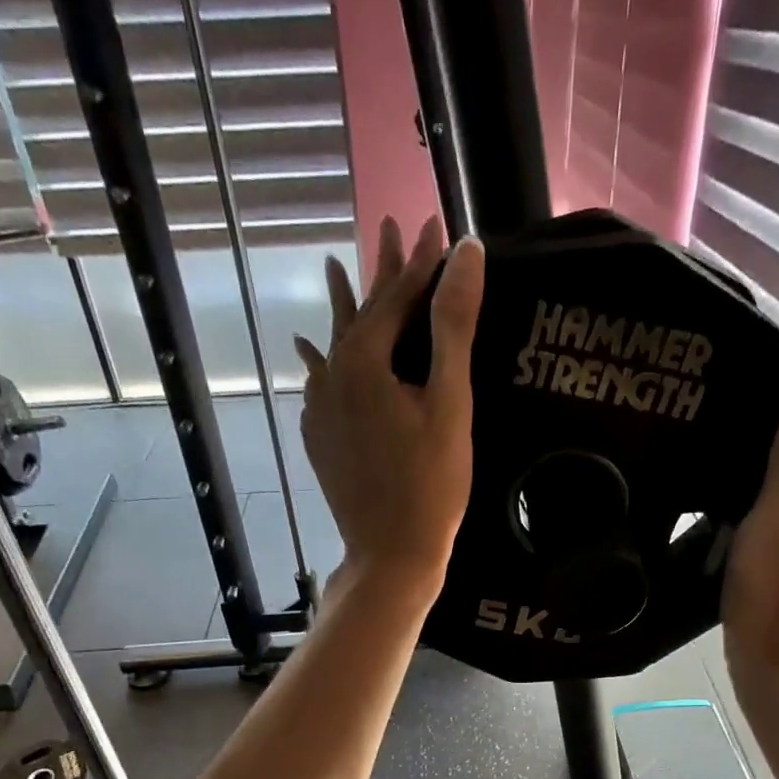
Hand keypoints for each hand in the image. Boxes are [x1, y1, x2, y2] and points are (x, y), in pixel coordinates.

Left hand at [294, 216, 485, 590]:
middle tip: (389, 227)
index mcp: (364, 362)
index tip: (439, 225)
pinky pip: (321, 384)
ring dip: (346, 309)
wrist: (391, 553)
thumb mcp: (449, 404)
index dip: (421, 261)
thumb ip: (453, 326)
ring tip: (336, 269)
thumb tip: (465, 251)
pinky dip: (325, 360)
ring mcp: (320, 410)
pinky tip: (313, 354)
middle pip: (361, 314)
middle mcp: (332, 377)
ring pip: (335, 346)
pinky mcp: (319, 438)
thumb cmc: (432, 485)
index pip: (397, 297)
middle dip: (381, 273)